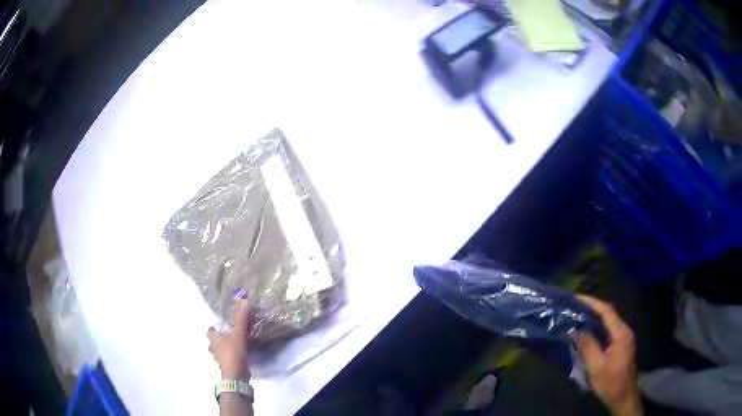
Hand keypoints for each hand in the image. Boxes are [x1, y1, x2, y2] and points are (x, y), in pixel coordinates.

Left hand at [207, 299, 252, 379]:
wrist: (236, 374)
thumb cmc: (233, 352)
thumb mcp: (238, 334)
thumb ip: (241, 318)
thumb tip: (244, 300)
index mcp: (214, 339)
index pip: (209, 332)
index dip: (213, 329)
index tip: (218, 326)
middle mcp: (214, 349)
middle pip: (213, 342)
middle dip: (218, 339)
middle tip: (227, 335)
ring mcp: (221, 359)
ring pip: (219, 351)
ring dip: (224, 348)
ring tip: (233, 345)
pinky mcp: (228, 366)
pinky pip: (227, 359)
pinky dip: (231, 356)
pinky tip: (239, 355)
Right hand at [573, 295, 641, 415]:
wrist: (624, 397)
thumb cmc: (611, 383)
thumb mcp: (596, 367)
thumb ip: (587, 347)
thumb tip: (575, 331)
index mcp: (621, 333)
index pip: (607, 311)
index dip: (592, 303)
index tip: (577, 298)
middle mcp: (624, 331)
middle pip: (608, 314)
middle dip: (592, 308)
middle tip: (574, 306)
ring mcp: (624, 338)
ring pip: (608, 322)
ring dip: (594, 317)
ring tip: (577, 316)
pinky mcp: (621, 345)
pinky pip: (608, 330)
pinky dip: (597, 327)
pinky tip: (587, 331)